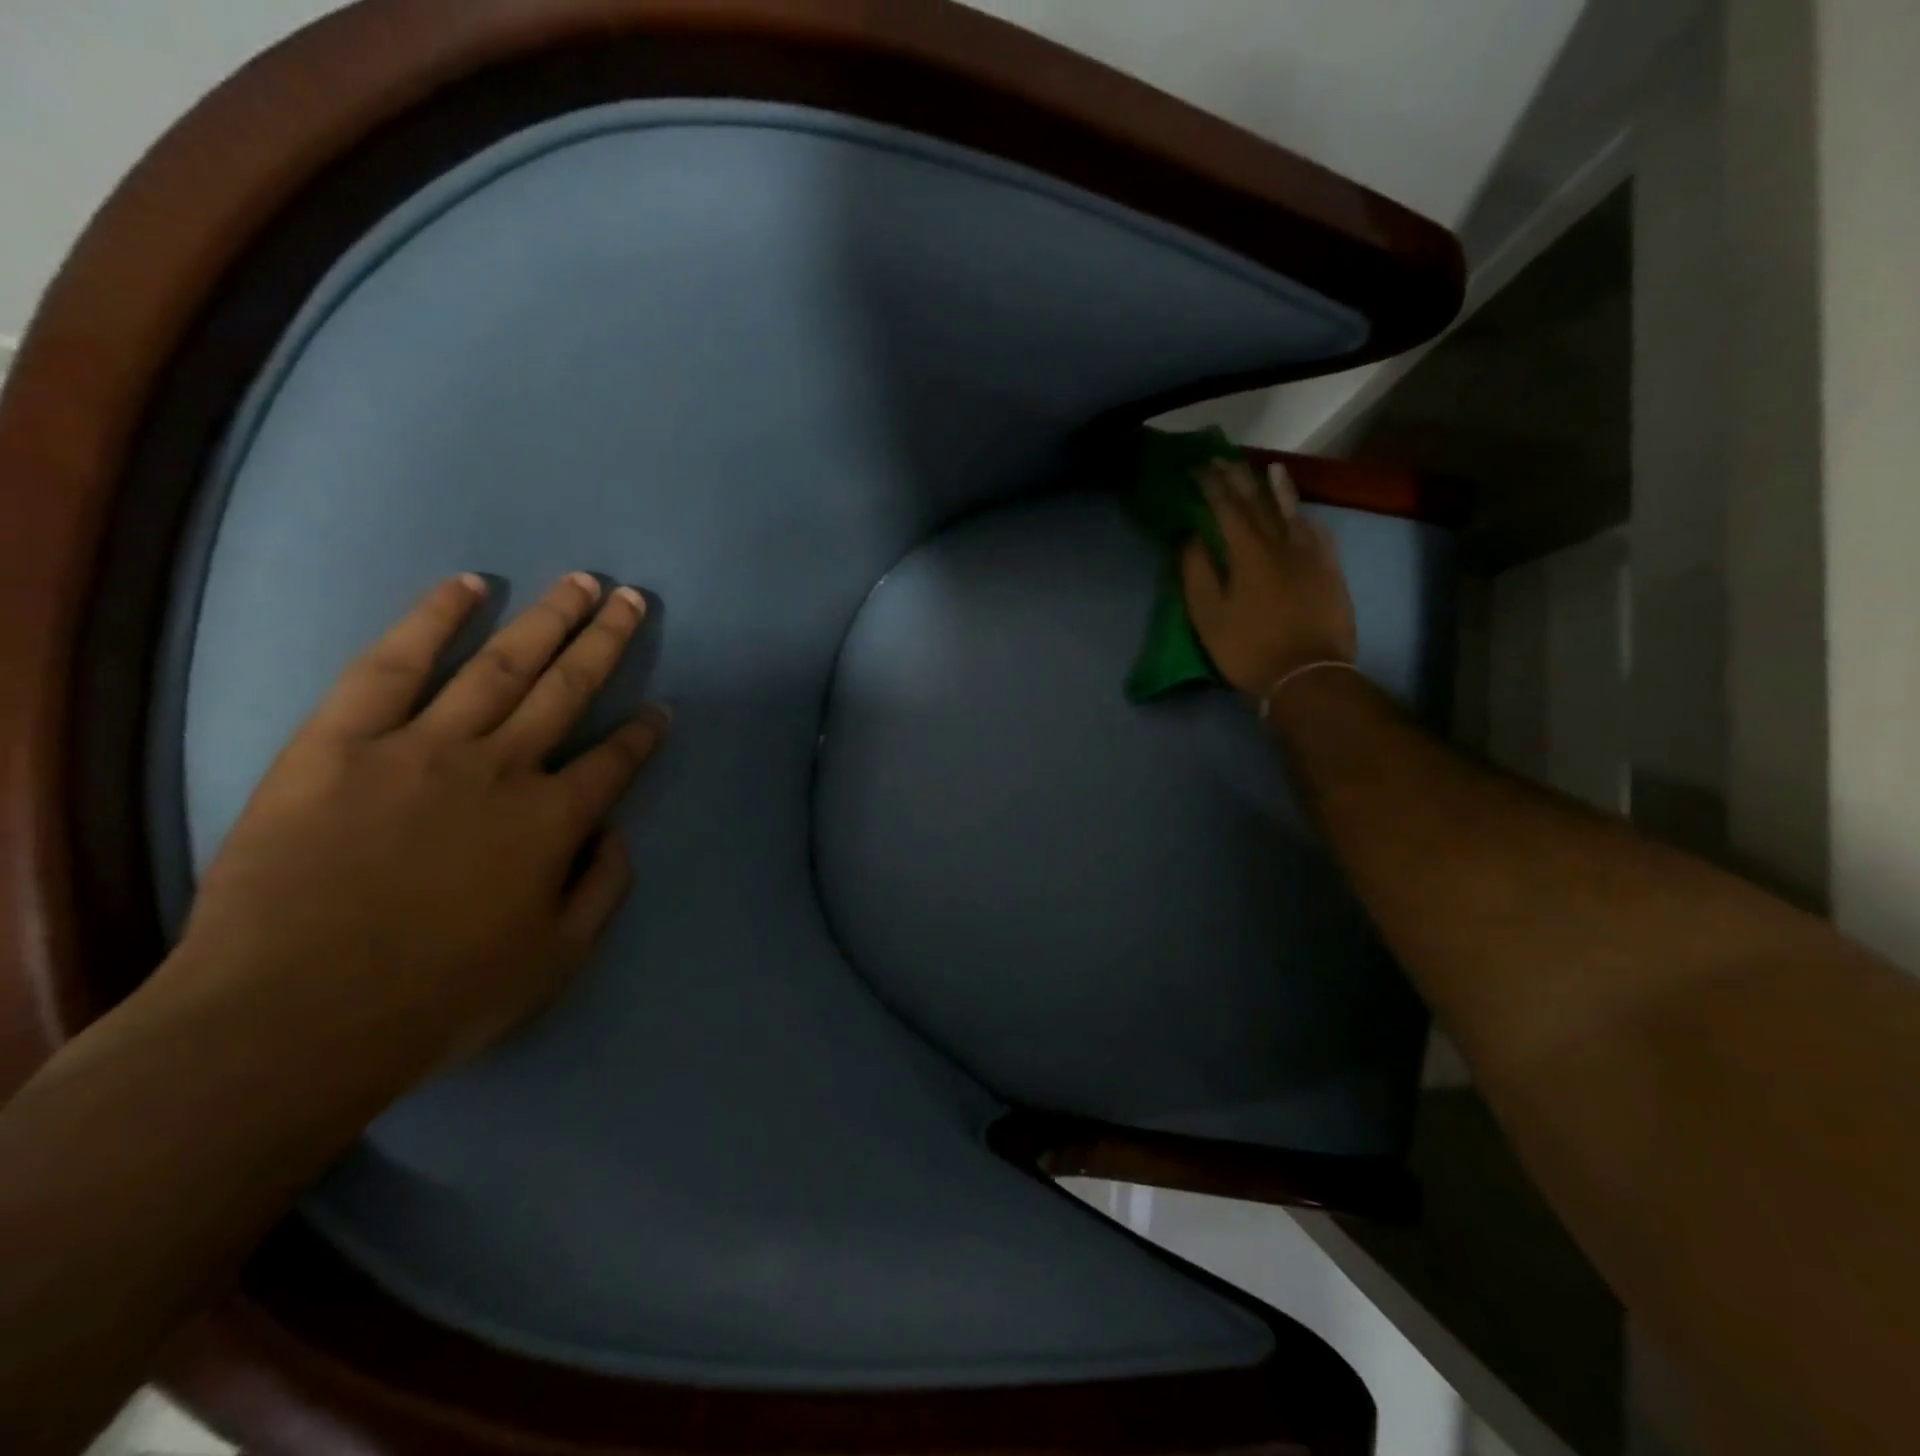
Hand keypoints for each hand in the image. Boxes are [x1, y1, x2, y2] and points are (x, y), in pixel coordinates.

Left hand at [166, 571, 667, 1073]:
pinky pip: (393, 665)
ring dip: (548, 618)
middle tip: (635, 600)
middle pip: (569, 688)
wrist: (290, 1019)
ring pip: (500, 664)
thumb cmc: (440, 997)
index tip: (661, 709)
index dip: (644, 733)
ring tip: (581, 583)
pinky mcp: (342, 741)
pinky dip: (435, 619)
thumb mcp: (557, 962)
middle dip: (608, 642)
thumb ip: (603, 889)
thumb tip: (617, 832)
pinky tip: (469, 585)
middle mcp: (502, 767)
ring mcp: (422, 746)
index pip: (616, 761)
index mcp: (553, 820)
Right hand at [1182, 458, 1357, 698]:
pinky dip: (1305, 518)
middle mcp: (1282, 544)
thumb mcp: (1209, 617)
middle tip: (1225, 460)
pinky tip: (1302, 515)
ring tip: (1269, 469)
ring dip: (1278, 488)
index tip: (1197, 468)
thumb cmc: (1248, 649)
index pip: (1227, 508)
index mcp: (1249, 554)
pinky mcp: (1331, 572)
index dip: (1212, 485)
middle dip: (1240, 478)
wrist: (1307, 676)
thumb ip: (1198, 573)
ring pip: (1293, 512)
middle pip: (1259, 502)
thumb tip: (1191, 538)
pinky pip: (1318, 534)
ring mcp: (1312, 556)